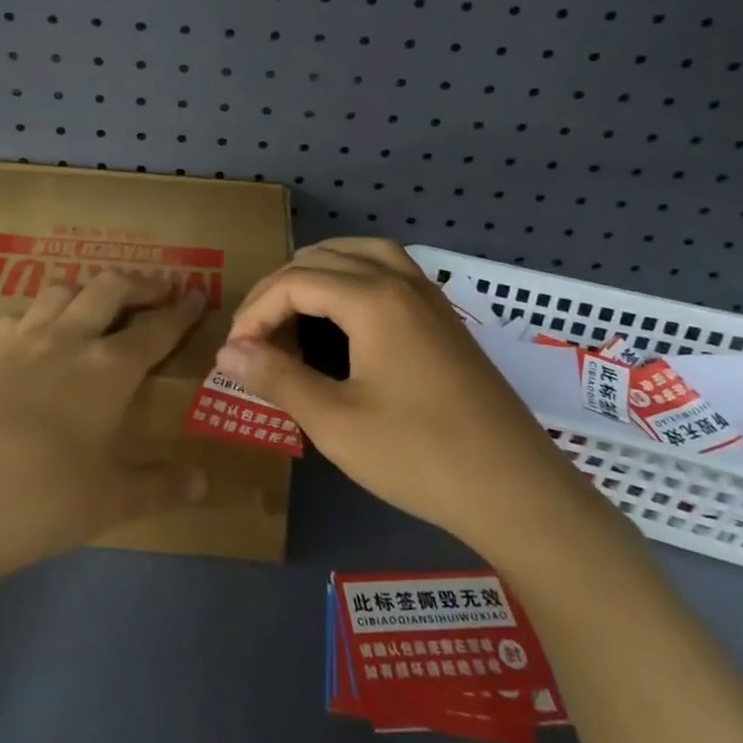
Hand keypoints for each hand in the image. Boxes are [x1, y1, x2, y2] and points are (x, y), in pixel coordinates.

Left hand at [0, 271, 209, 590]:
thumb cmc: (42, 501)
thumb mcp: (110, 501)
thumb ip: (160, 486)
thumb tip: (204, 482)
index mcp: (109, 369)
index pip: (157, 328)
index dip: (181, 311)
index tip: (197, 296)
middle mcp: (68, 340)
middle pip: (110, 288)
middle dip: (140, 283)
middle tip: (156, 289)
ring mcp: (20, 341)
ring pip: (60, 290)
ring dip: (87, 289)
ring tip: (96, 302)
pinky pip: (14, 316)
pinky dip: (35, 315)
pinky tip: (32, 333)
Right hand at [213, 239, 578, 547]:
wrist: (515, 490)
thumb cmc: (419, 455)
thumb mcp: (335, 421)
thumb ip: (277, 378)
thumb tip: (227, 353)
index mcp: (373, 298)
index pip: (294, 282)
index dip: (254, 313)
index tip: (233, 354)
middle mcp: (401, 281)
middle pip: (324, 258)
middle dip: (280, 288)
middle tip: (255, 334)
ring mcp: (429, 296)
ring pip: (363, 252)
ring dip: (320, 269)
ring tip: (292, 306)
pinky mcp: (445, 317)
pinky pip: (390, 270)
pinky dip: (355, 275)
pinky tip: (346, 313)